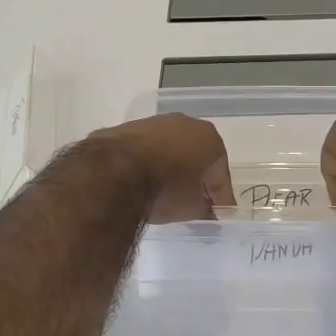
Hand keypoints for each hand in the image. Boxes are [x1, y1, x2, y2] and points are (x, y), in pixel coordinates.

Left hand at [87, 114, 234, 222]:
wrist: (114, 172)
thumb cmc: (165, 188)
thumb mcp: (190, 208)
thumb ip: (205, 210)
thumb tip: (208, 212)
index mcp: (209, 138)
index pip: (220, 173)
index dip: (221, 195)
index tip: (220, 213)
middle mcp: (186, 123)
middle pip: (197, 155)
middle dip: (197, 178)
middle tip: (195, 201)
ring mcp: (155, 122)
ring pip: (171, 148)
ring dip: (172, 167)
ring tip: (166, 192)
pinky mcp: (129, 128)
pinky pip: (147, 149)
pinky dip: (149, 162)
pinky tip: (143, 181)